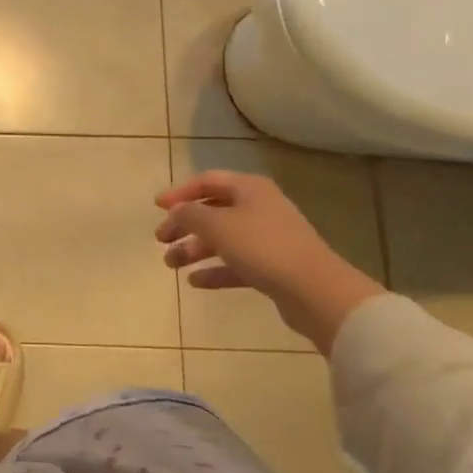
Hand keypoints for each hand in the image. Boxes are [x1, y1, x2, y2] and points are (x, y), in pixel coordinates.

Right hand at [155, 170, 383, 352]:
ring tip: (171, 264)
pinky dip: (214, 270)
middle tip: (160, 239)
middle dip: (184, 225)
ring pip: (222, 239)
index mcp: (249, 189)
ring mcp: (268, 239)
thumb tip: (175, 212)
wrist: (316, 292)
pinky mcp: (273, 268)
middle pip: (213, 211)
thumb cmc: (263, 247)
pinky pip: (236, 264)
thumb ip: (189, 214)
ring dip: (194, 249)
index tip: (157, 207)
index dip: (180, 192)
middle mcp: (259, 208)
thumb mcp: (217, 225)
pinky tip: (194, 281)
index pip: (207, 181)